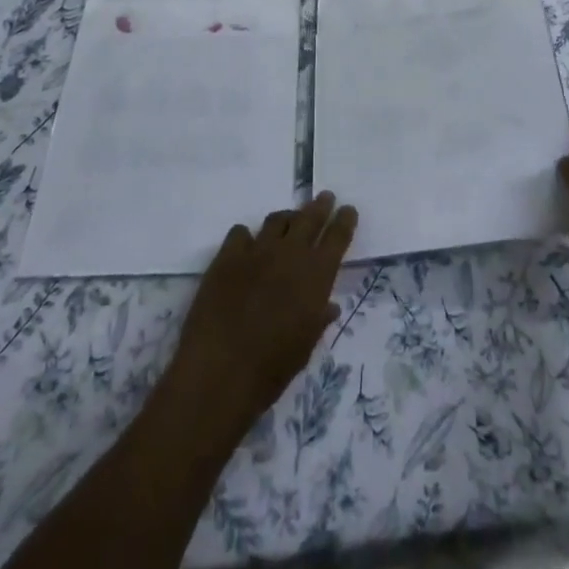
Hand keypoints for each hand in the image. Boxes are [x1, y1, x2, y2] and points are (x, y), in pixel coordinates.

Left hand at [163, 193, 357, 444]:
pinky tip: (247, 246)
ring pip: (276, 220)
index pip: (337, 237)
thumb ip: (319, 319)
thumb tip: (330, 306)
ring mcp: (257, 250)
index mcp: (316, 275)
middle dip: (320, 206)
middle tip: (326, 197)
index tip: (348, 210)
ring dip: (287, 218)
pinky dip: (247, 237)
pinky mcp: (227, 256)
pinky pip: (240, 233)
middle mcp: (290, 253)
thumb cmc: (271, 368)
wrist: (220, 371)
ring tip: (289, 220)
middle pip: (310, 218)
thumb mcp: (305, 347)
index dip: (345, 221)